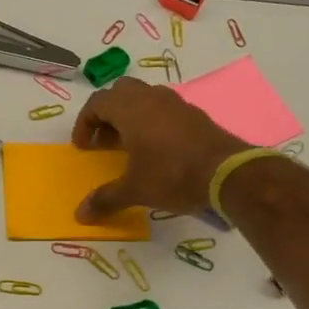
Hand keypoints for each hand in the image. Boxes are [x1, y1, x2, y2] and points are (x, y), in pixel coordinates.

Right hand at [71, 78, 250, 221]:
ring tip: (128, 145)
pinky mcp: (194, 114)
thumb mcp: (135, 190)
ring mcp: (176, 103)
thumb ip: (105, 199)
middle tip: (104, 141)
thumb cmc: (172, 175)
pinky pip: (163, 109)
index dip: (84, 123)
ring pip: (143, 97)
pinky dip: (151, 121)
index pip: (97, 103)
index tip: (83, 148)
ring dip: (129, 116)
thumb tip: (80, 215)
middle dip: (106, 114)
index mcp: (130, 109)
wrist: (228, 173)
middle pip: (119, 92)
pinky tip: (156, 149)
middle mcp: (151, 98)